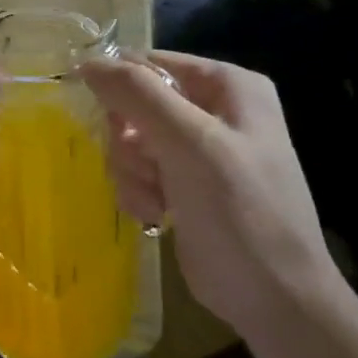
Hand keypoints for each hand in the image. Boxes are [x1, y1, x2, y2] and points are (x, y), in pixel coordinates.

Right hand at [78, 51, 342, 333]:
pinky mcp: (184, 183)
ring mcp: (198, 149)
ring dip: (132, 173)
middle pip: (134, 104)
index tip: (110, 123)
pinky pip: (137, 171)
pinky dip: (139, 192)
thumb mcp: (189, 143)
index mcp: (227, 86)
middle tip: (145, 167)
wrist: (271, 295)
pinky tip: (158, 216)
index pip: (149, 63)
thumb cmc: (240, 210)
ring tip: (157, 200)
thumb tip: (86, 62)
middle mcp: (213, 110)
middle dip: (129, 142)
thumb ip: (137, 95)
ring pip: (129, 141)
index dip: (120, 88)